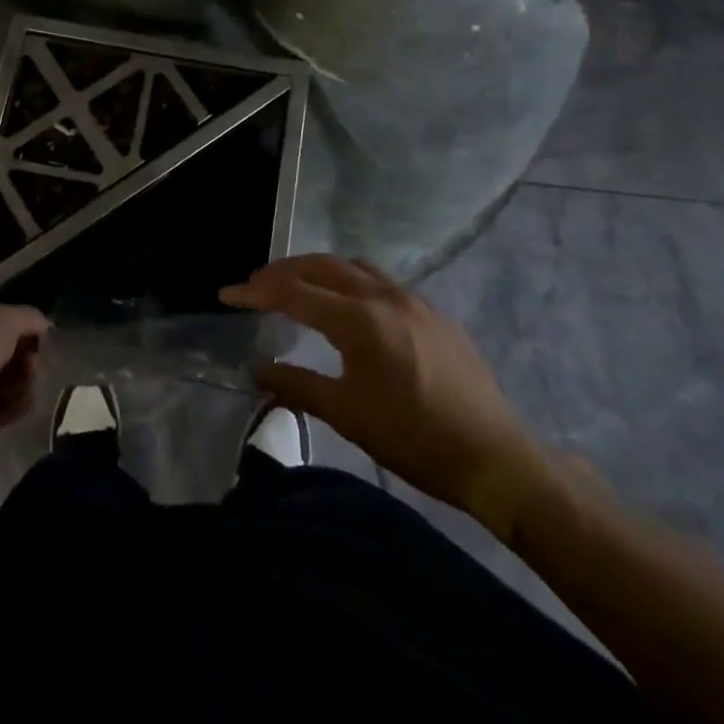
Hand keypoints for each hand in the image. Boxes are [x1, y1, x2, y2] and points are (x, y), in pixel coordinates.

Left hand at [0, 305, 49, 456]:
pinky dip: (14, 405)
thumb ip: (28, 318)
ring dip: (21, 382)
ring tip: (30, 384)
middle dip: (22, 357)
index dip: (18, 327)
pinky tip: (26, 402)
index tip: (38, 336)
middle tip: (35, 363)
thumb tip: (45, 325)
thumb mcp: (7, 319)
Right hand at [222, 255, 560, 542]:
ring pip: (352, 267)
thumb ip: (296, 385)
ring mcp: (412, 299)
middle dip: (282, 272)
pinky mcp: (432, 312)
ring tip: (296, 289)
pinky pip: (380, 281)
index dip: (255, 291)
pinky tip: (349, 307)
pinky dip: (350, 281)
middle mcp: (383, 296)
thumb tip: (256, 370)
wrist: (496, 457)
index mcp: (359, 319)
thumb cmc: (415, 439)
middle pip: (320, 266)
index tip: (227, 294)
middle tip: (254, 286)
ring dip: (318, 271)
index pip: (294, 292)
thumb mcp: (347, 415)